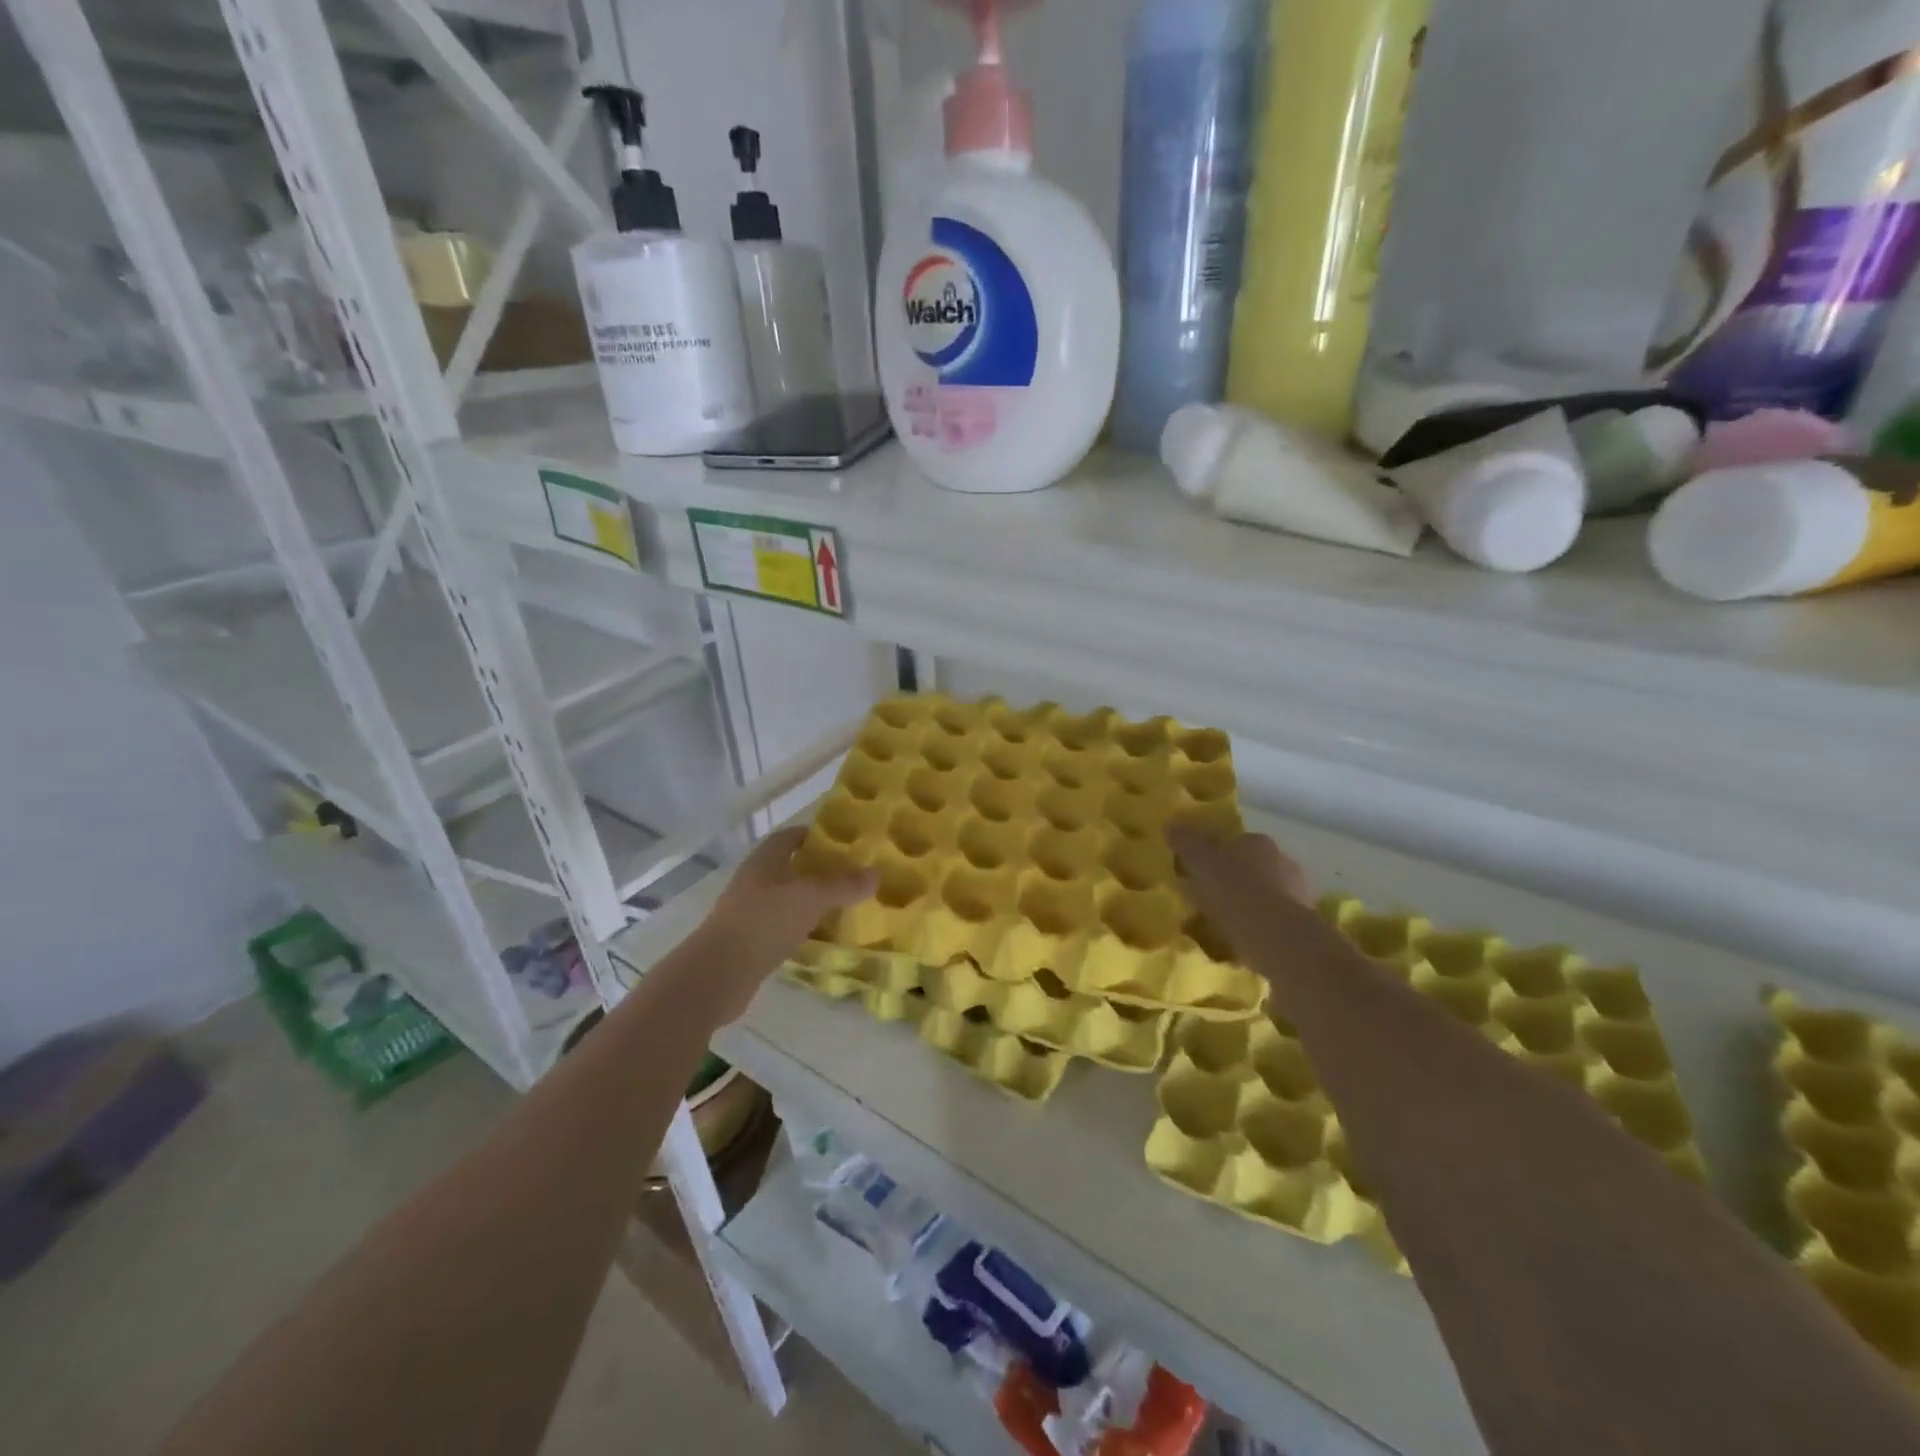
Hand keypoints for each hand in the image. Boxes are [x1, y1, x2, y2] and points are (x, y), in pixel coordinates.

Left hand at [688, 827, 876, 1018]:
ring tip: (842, 906)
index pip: (790, 837)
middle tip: (850, 877)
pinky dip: (799, 927)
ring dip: (809, 901)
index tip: (843, 844)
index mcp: (764, 860)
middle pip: (789, 867)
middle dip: (817, 870)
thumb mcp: (811, 898)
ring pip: (785, 898)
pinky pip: (780, 926)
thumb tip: (876, 873)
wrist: (717, 975)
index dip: (814, 836)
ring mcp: (747, 911)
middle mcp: (753, 880)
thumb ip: (843, 885)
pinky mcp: (747, 941)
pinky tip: (819, 937)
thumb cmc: (764, 922)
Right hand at [1167, 825, 1314, 967]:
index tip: (1201, 872)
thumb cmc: (1236, 891)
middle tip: (1210, 899)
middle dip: (1235, 880)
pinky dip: (1261, 927)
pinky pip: (1274, 921)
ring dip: (1250, 905)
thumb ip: (1187, 842)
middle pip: (1253, 868)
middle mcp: (1284, 862)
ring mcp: (1298, 894)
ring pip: (1266, 894)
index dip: (1217, 856)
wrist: (1278, 938)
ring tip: (1225, 924)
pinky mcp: (1303, 924)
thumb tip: (1169, 824)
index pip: (1236, 843)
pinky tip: (1244, 940)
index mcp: (1259, 843)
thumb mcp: (1202, 861)